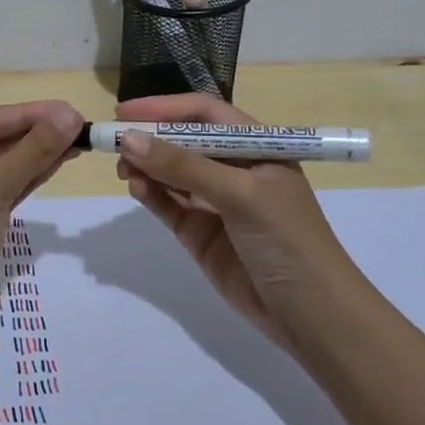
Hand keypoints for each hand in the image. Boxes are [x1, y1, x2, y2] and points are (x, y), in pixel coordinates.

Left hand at [0, 100, 84, 341]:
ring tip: (76, 143)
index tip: (68, 110)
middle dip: (33, 134)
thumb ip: (32, 151)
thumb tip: (70, 115)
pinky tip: (56, 166)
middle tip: (78, 127)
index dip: (27, 113)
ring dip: (35, 156)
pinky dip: (27, 180)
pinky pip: (1, 192)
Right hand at [115, 93, 346, 350]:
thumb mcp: (241, 195)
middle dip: (149, 138)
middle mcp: (233, 169)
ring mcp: (214, 202)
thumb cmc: (288, 240)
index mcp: (255, 148)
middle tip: (113, 142)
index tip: (124, 112)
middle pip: (182, 141)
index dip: (165, 108)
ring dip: (145, 165)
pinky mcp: (199, 233)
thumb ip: (183, 167)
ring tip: (121, 168)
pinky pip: (168, 204)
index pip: (204, 114)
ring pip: (170, 173)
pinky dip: (150, 194)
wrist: (312, 316)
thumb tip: (128, 138)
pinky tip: (135, 187)